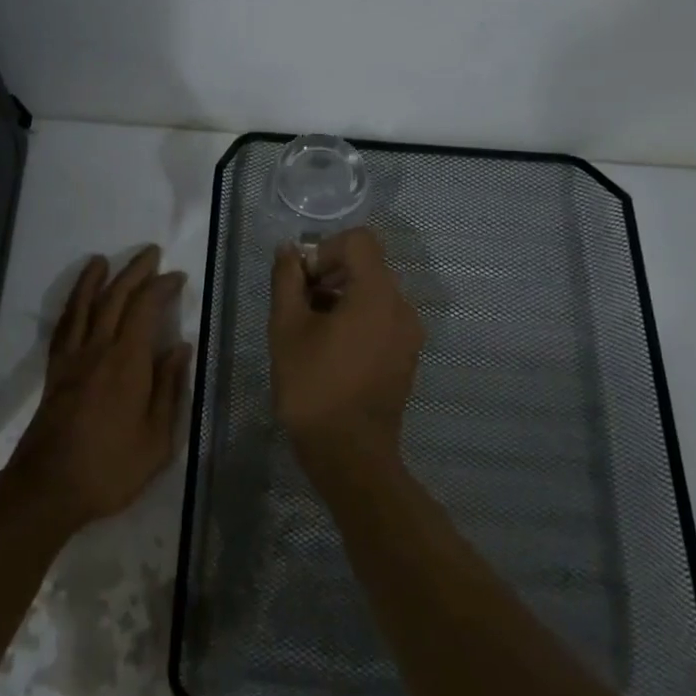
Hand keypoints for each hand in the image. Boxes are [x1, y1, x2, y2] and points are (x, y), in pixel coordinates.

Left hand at [6, 246, 191, 533]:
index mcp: (127, 362)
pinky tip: (75, 301)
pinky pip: (63, 327)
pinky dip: (70, 306)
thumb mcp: (157, 439)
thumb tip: (180, 347)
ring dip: (95, 279)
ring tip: (102, 259)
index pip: (146, 309)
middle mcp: (98, 349)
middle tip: (150, 252)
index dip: (162, 288)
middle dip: (134, 271)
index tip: (177, 276)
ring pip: (84, 306)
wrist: (48, 487)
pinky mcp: (54, 371)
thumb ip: (169, 389)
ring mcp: (71, 358)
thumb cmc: (111, 467)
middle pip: (115, 298)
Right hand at [269, 228, 423, 466]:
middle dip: (329, 274)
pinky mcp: (406, 358)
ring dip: (341, 298)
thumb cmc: (313, 386)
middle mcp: (402, 307)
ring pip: (373, 294)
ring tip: (310, 330)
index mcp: (377, 294)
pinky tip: (330, 350)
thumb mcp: (287, 327)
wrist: (350, 455)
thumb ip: (287, 279)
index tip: (303, 281)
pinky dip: (357, 320)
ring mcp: (409, 335)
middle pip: (367, 266)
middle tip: (298, 305)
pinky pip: (382, 319)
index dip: (325, 249)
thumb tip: (289, 251)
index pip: (359, 241)